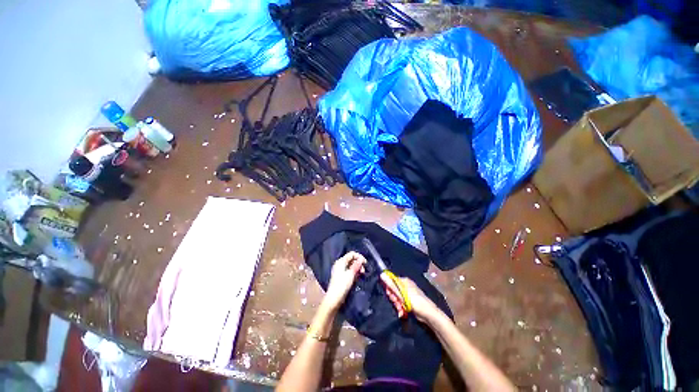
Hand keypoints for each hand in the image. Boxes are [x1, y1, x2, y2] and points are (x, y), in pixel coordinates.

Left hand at [322, 252, 365, 311]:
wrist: (334, 298)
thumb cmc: (342, 285)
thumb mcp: (351, 274)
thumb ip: (357, 265)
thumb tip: (361, 259)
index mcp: (341, 261)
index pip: (352, 254)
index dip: (359, 257)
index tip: (365, 263)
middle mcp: (340, 264)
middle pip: (352, 259)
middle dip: (359, 263)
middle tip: (363, 270)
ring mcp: (340, 270)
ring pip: (351, 265)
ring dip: (357, 268)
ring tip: (361, 274)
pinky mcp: (341, 276)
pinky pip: (349, 271)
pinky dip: (354, 272)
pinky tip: (358, 277)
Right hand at [392, 277, 441, 323]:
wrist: (427, 313)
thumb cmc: (414, 301)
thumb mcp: (401, 292)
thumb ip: (391, 284)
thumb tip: (381, 274)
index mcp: (404, 281)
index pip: (392, 281)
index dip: (389, 288)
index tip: (389, 294)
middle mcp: (406, 286)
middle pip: (394, 290)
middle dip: (394, 298)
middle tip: (396, 302)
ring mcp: (408, 294)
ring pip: (397, 298)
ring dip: (397, 304)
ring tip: (400, 309)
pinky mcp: (410, 302)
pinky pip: (402, 303)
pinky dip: (401, 307)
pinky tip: (402, 312)